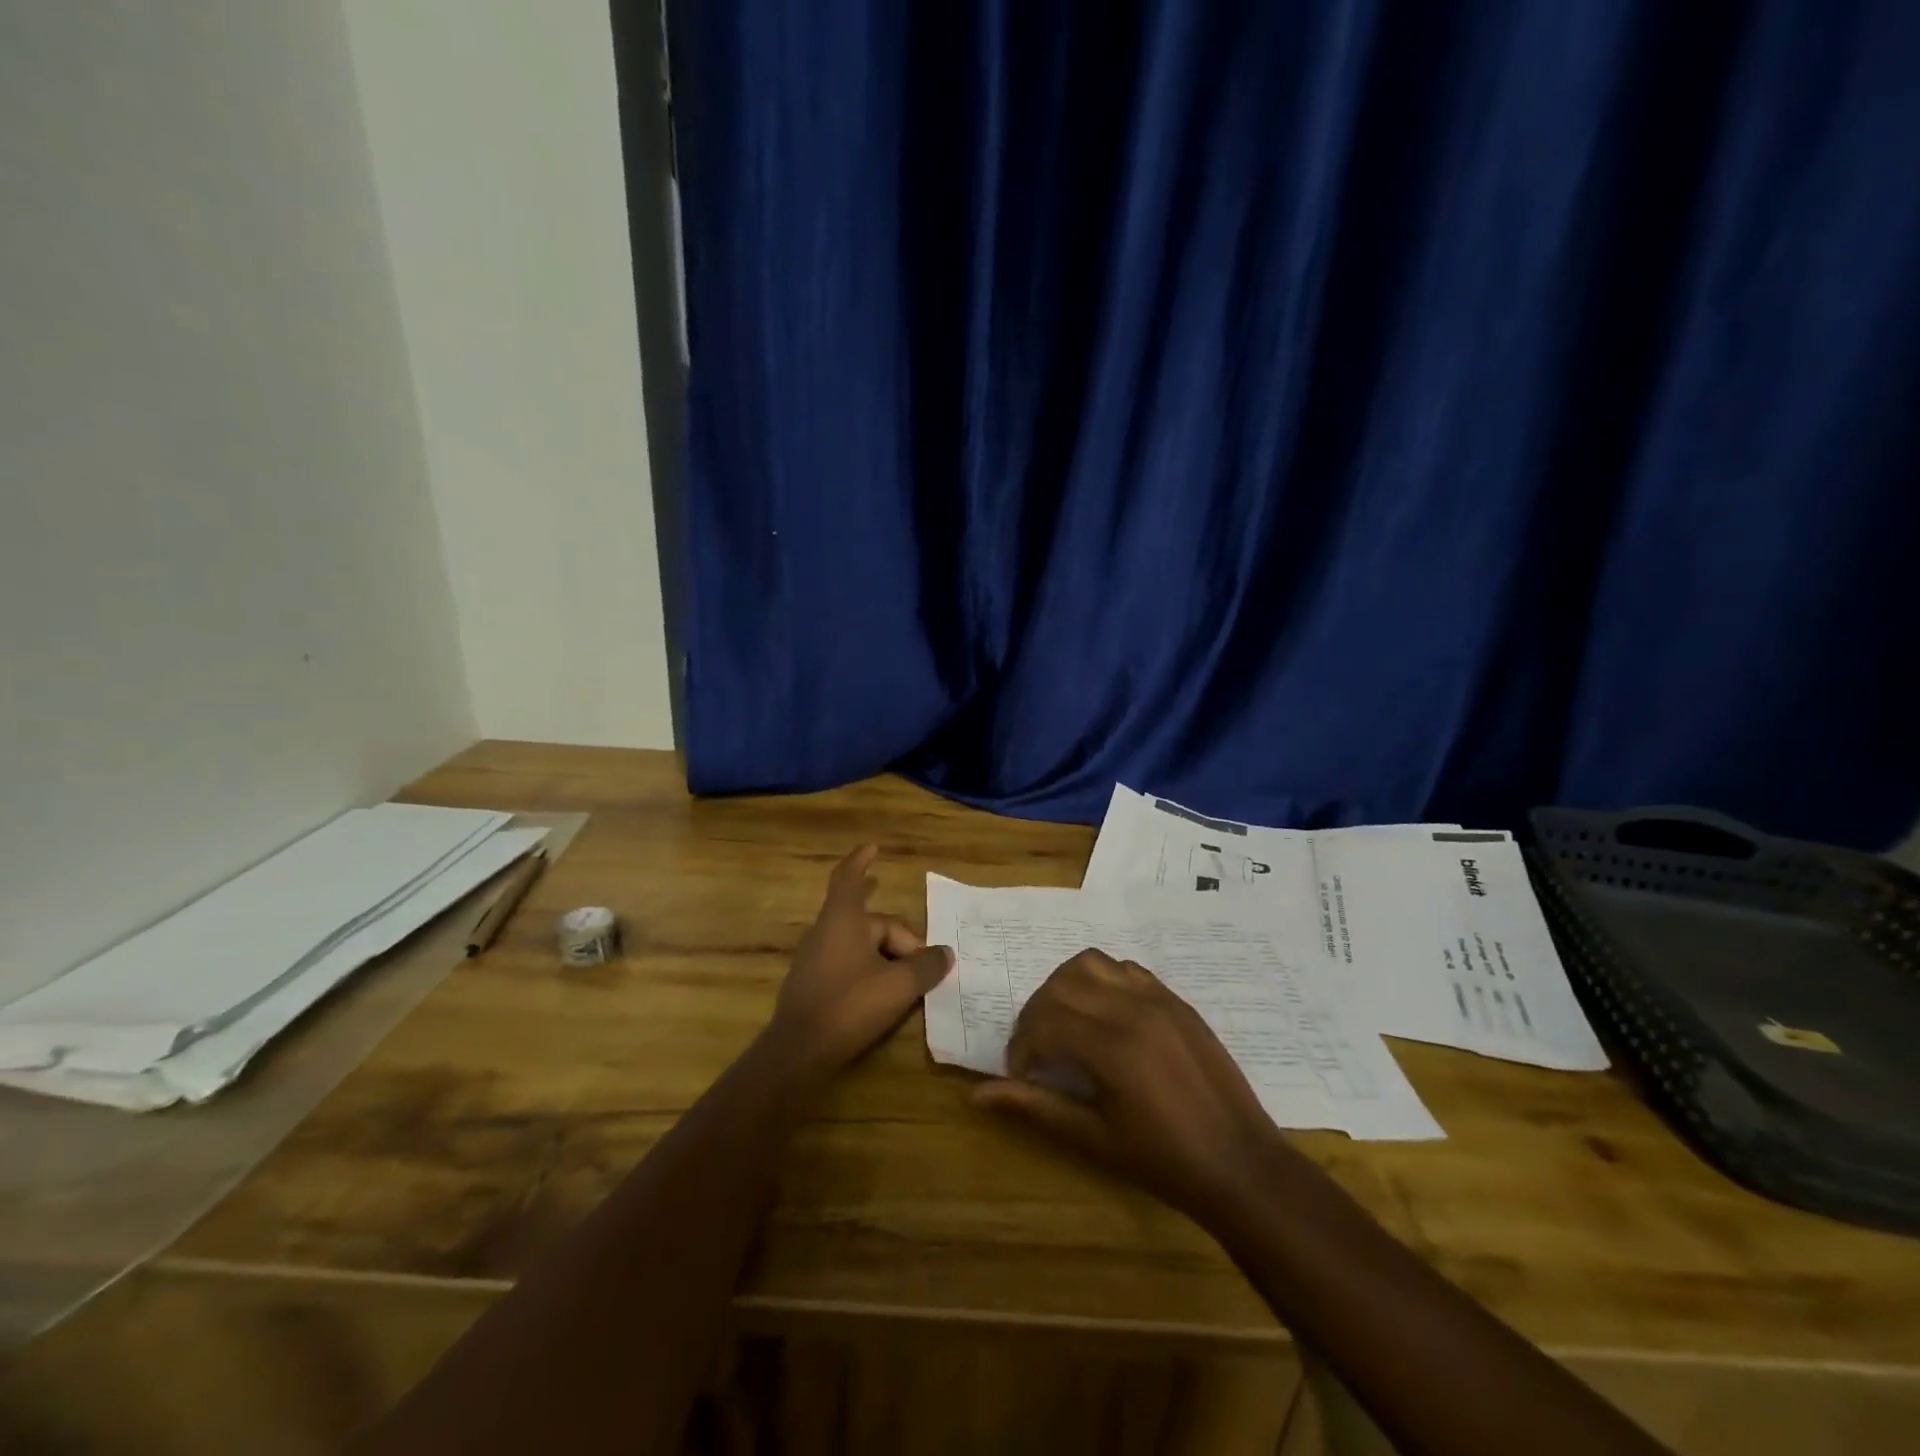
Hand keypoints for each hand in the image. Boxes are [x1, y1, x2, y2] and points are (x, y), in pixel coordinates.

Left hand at [766, 845, 952, 1082]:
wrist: (798, 1051)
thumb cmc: (849, 1004)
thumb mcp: (898, 985)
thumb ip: (925, 966)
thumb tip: (945, 954)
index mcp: (843, 919)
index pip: (849, 877)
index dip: (861, 861)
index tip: (873, 848)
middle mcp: (826, 931)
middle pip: (871, 923)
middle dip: (900, 941)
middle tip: (925, 968)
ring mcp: (815, 958)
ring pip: (861, 946)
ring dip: (887, 959)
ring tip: (909, 985)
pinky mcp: (812, 984)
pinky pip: (848, 965)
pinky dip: (870, 973)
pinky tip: (884, 999)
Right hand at [972, 949, 1284, 1219]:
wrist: (1242, 1165)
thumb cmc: (1165, 1162)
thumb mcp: (1095, 1139)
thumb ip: (1037, 1107)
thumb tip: (980, 1095)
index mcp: (1113, 1047)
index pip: (1044, 1021)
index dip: (1021, 1046)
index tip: (1021, 1074)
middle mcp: (1133, 1009)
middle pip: (1060, 985)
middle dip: (1035, 1014)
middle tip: (1036, 1052)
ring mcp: (1158, 998)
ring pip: (1090, 963)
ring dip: (1064, 987)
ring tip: (1064, 1024)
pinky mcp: (1176, 1000)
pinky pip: (1125, 968)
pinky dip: (1101, 981)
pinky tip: (1102, 1016)